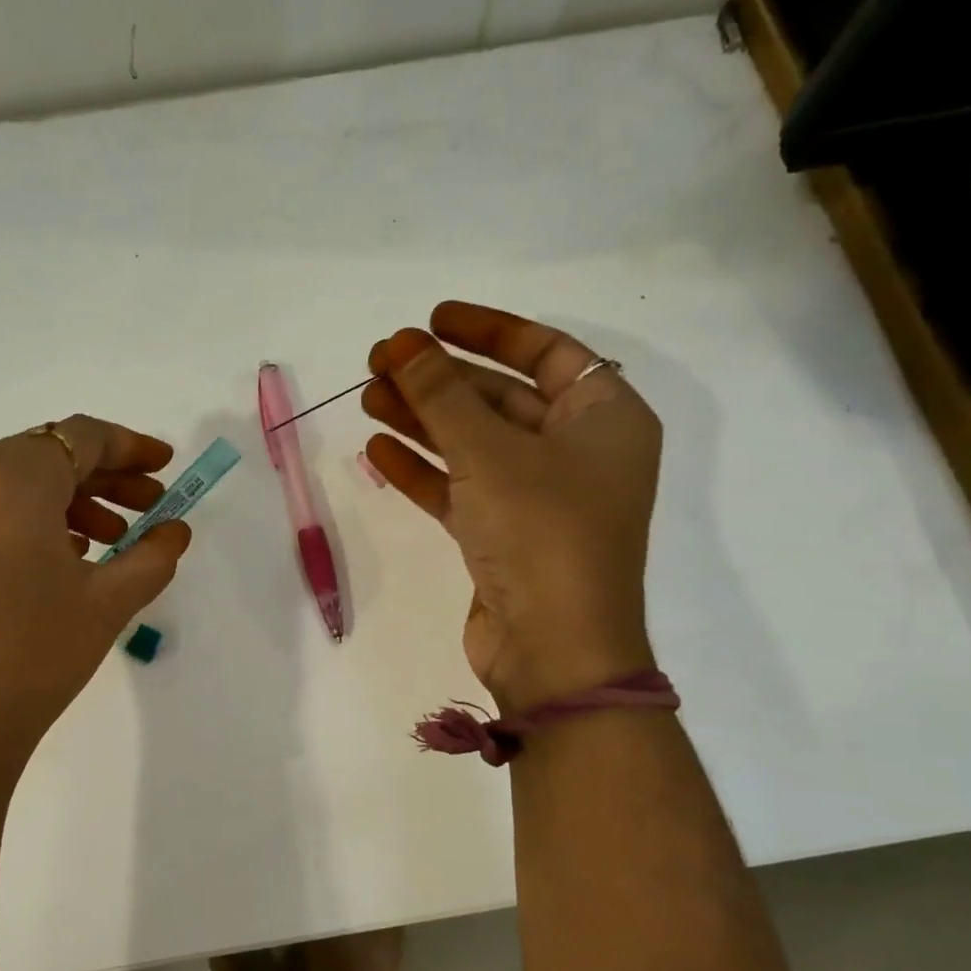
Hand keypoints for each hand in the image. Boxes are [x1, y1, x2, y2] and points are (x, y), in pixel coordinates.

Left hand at [0, 416, 190, 788]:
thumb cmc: (32, 654)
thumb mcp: (108, 603)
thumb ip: (152, 556)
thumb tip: (175, 531)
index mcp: (10, 476)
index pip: (82, 436)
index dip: (131, 446)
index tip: (165, 466)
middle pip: (47, 456)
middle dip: (105, 478)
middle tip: (150, 507)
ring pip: (16, 486)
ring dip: (70, 503)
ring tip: (111, 542)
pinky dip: (32, 523)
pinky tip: (62, 562)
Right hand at [363, 302, 661, 709]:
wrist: (554, 651)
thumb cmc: (541, 533)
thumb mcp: (490, 452)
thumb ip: (441, 394)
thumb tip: (401, 343)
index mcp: (604, 418)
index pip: (546, 352)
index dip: (488, 330)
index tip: (432, 319)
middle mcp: (576, 452)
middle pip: (499, 398)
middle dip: (438, 379)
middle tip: (379, 361)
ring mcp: (538, 498)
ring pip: (473, 444)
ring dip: (421, 421)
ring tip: (366, 398)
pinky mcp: (503, 536)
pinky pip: (460, 488)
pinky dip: (422, 470)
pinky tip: (377, 449)